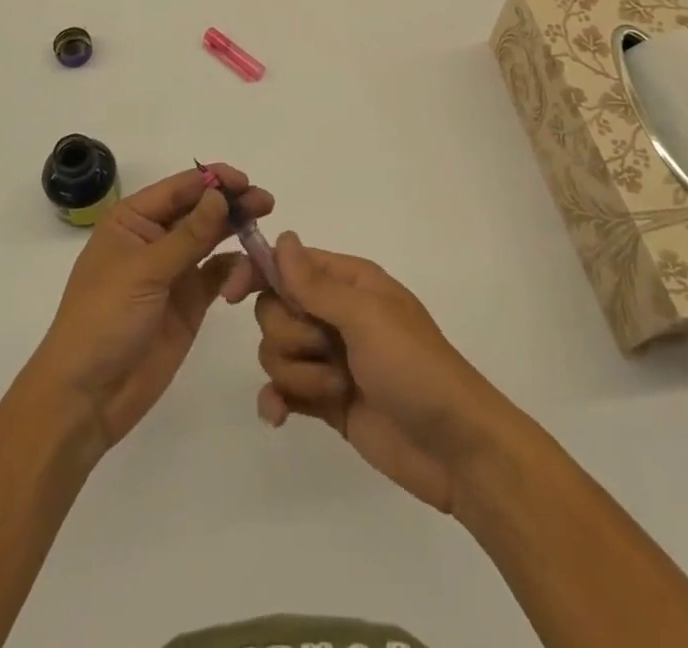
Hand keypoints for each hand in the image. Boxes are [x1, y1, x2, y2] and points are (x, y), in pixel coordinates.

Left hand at [31, 166, 271, 451]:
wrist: (87, 396)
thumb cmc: (103, 319)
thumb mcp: (144, 271)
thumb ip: (188, 235)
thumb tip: (220, 194)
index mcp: (132, 220)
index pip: (179, 188)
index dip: (213, 180)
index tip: (245, 181)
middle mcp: (155, 238)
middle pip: (200, 210)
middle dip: (232, 204)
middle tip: (266, 203)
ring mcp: (174, 270)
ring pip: (214, 239)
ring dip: (238, 233)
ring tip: (263, 236)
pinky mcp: (190, 302)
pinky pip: (220, 274)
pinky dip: (237, 270)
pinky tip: (249, 276)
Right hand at [237, 235, 517, 514]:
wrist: (455, 449)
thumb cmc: (414, 367)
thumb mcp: (366, 317)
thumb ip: (316, 283)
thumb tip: (283, 237)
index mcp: (349, 282)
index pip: (288, 263)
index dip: (257, 272)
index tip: (232, 294)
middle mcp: (335, 314)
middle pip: (274, 309)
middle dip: (290, 335)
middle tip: (326, 350)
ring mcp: (329, 358)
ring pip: (276, 351)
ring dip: (298, 374)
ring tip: (337, 391)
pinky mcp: (326, 401)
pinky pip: (282, 390)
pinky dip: (277, 401)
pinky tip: (280, 417)